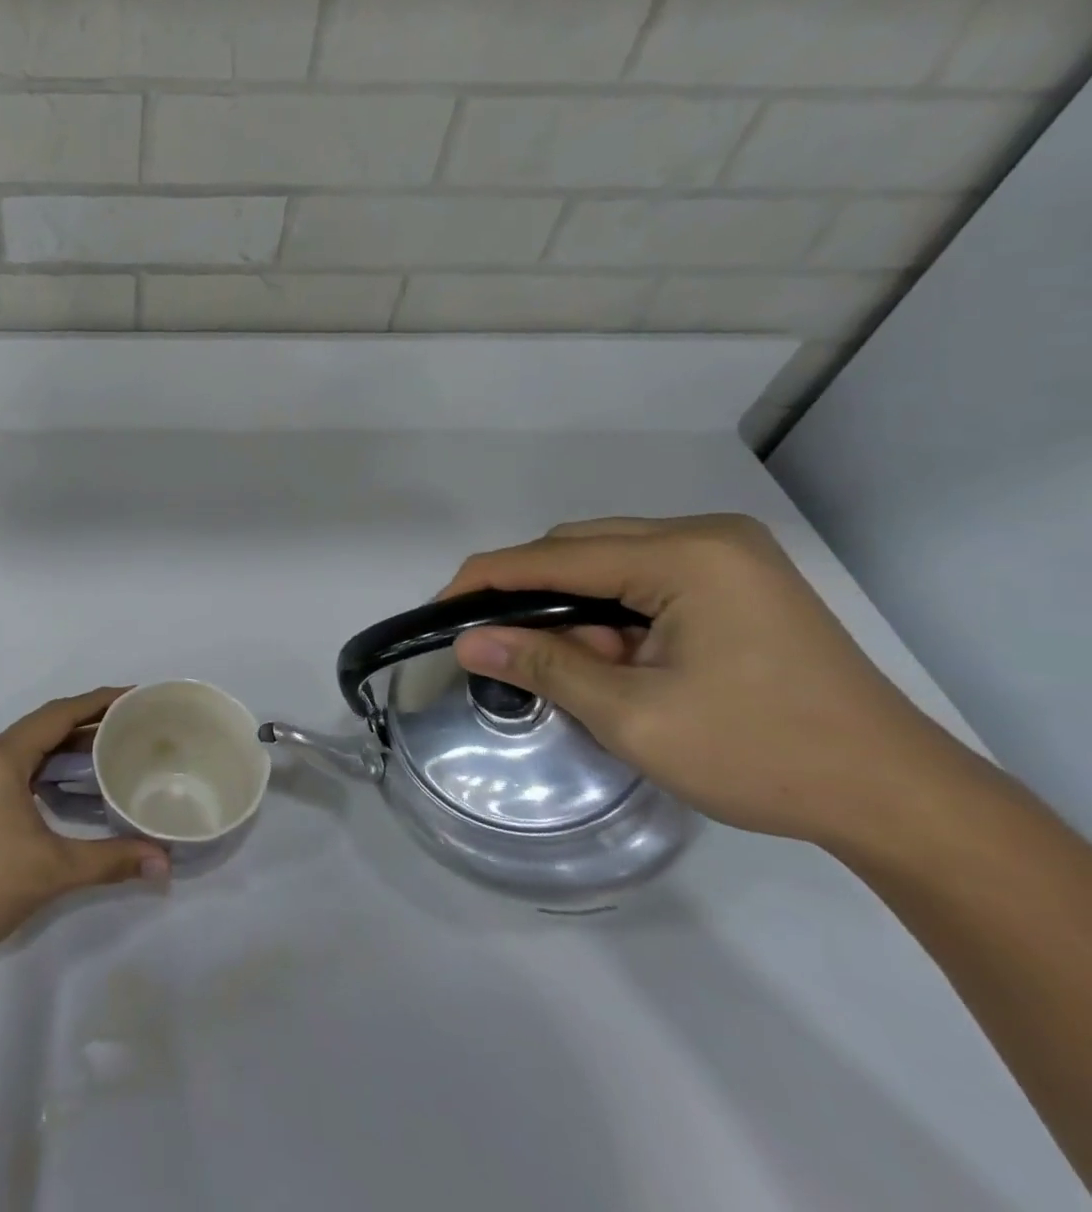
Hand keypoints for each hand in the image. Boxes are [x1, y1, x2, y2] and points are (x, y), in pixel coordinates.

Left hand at [0, 688, 169, 964]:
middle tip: (133, 721)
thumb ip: (111, 860)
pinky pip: (23, 766)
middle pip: (47, 724)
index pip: (59, 713)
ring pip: (34, 746)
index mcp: (4, 757)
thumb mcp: (53, 870)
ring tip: (114, 746)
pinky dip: (53, 765)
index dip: (98, 701)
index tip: (134, 695)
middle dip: (89, 719)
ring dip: (70, 743)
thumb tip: (165, 861)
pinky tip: (77, 782)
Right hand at [443, 515, 978, 851]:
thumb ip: (544, 666)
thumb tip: (467, 643)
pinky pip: (643, 579)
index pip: (555, 556)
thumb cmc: (761, 755)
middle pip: (580, 548)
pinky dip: (610, 613)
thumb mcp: (634, 716)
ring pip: (608, 562)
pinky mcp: (738, 581)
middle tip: (498, 645)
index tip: (439, 610)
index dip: (486, 579)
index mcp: (687, 556)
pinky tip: (613, 657)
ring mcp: (728, 556)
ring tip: (570, 664)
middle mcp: (706, 537)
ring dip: (573, 607)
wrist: (898, 800)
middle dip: (530, 595)